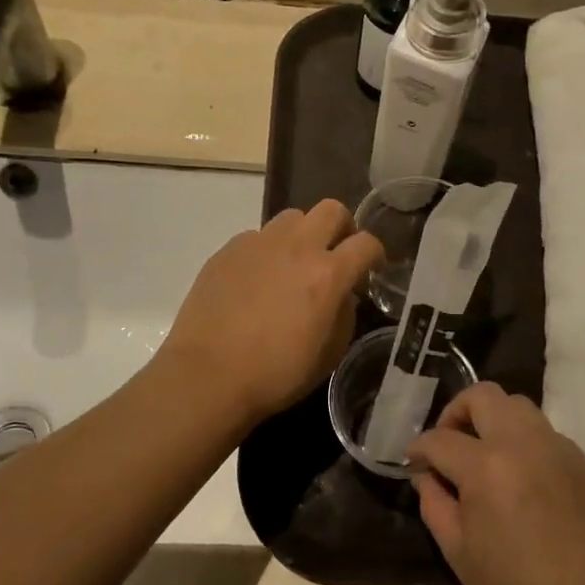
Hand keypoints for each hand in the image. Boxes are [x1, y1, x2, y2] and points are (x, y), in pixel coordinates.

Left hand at [160, 200, 382, 426]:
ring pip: (293, 217)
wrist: (208, 375)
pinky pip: (258, 237)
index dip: (377, 253)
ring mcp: (259, 243)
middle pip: (332, 209)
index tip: (374, 266)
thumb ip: (344, 314)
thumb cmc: (276, 374)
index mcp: (328, 274)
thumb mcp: (329, 354)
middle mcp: (297, 247)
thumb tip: (342, 294)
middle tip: (337, 252)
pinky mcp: (228, 250)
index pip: (366, 243)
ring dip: (303, 234)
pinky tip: (258, 279)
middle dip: (343, 227)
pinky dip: (268, 251)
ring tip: (295, 262)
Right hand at [409, 384, 584, 584]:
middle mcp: (525, 443)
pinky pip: (547, 434)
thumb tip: (427, 475)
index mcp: (487, 467)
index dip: (419, 449)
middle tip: (449, 445)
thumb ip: (434, 503)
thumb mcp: (459, 554)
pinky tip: (524, 481)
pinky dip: (525, 443)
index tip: (413, 462)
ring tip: (486, 457)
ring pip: (519, 406)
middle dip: (456, 412)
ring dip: (494, 420)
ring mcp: (561, 448)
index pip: (440, 438)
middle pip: (483, 395)